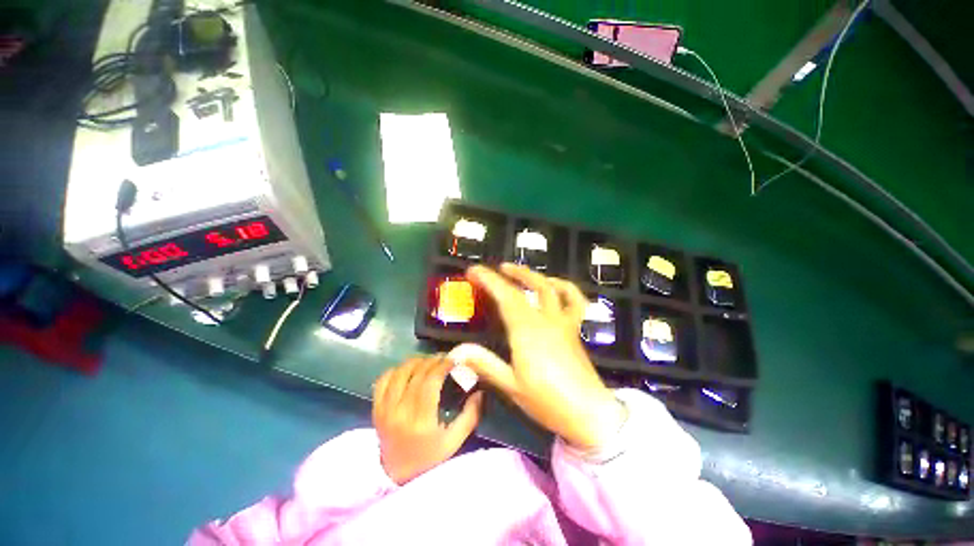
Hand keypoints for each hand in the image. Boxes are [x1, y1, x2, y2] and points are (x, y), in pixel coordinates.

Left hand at [373, 356, 483, 484]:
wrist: (398, 476)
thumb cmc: (429, 459)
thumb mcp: (454, 441)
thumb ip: (470, 416)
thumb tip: (481, 392)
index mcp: (420, 420)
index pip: (430, 381)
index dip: (442, 365)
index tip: (453, 360)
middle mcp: (400, 411)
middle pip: (416, 374)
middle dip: (432, 361)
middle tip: (443, 358)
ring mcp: (384, 410)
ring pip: (398, 373)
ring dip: (415, 362)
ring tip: (427, 361)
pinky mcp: (376, 409)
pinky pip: (382, 381)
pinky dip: (395, 370)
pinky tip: (407, 370)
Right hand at [453, 264, 625, 450]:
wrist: (588, 413)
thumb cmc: (546, 401)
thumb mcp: (510, 385)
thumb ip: (484, 364)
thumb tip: (455, 351)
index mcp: (526, 330)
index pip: (505, 296)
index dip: (488, 280)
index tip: (473, 271)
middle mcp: (545, 319)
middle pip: (526, 287)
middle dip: (508, 274)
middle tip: (493, 268)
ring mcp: (562, 321)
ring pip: (549, 288)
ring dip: (532, 275)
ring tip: (517, 271)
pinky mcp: (573, 328)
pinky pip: (574, 300)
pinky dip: (565, 288)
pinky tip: (553, 285)